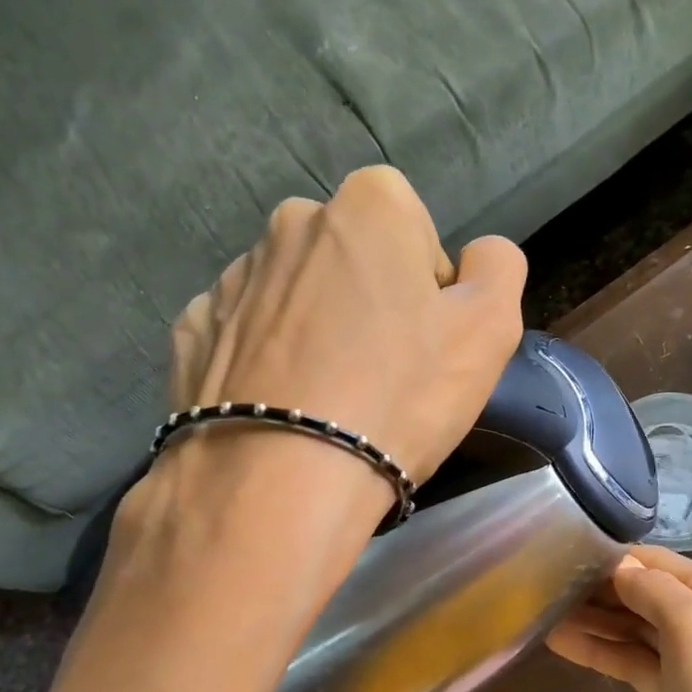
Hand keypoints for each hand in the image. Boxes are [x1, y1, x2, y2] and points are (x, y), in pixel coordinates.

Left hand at [170, 166, 526, 489]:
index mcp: (368, 207)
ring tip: (327, 398)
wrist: (279, 485)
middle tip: (382, 373)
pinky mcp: (192, 329)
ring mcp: (233, 276)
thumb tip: (475, 256)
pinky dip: (265, 358)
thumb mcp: (490, 329)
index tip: (427, 342)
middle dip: (369, 299)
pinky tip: (280, 405)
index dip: (429, 287)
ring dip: (316, 328)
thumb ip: (499, 267)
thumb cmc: (398, 398)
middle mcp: (292, 222)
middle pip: (351, 257)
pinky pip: (247, 333)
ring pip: (297, 295)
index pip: (416, 228)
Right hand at [548, 547, 691, 691]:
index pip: (654, 561)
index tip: (554, 555)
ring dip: (593, 621)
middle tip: (535, 586)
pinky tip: (563, 644)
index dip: (607, 559)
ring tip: (538, 612)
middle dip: (595, 589)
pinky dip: (604, 653)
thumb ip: (655, 590)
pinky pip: (637, 665)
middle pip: (643, 593)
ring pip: (636, 630)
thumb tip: (619, 566)